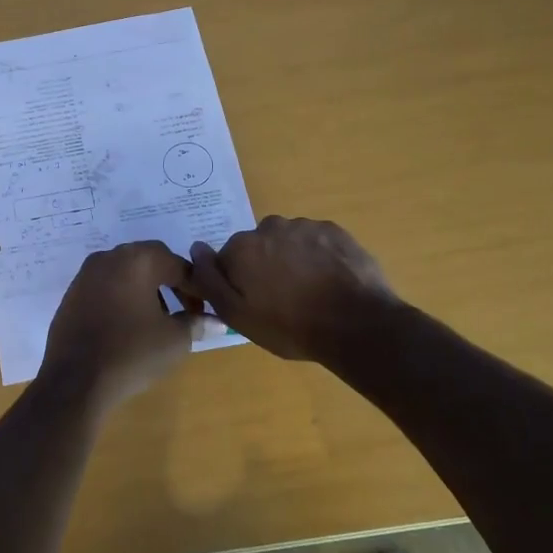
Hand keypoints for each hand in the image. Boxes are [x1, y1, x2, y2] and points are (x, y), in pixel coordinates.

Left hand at [38, 241, 224, 408]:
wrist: (74, 380)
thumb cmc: (131, 353)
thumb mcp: (174, 340)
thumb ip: (196, 323)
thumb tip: (216, 321)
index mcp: (137, 260)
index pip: (178, 265)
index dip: (197, 288)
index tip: (206, 311)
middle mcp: (109, 257)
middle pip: (150, 261)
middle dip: (172, 281)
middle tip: (186, 309)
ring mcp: (86, 273)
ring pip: (126, 271)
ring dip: (147, 288)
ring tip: (159, 318)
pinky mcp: (72, 292)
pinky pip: (106, 285)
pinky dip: (123, 296)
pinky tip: (129, 324)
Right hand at [187, 216, 399, 363]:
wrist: (357, 325)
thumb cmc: (289, 326)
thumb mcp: (237, 315)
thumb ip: (209, 280)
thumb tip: (195, 248)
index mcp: (241, 248)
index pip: (227, 260)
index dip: (238, 282)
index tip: (254, 303)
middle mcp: (269, 227)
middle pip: (257, 246)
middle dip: (264, 266)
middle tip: (282, 299)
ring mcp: (305, 226)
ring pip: (287, 242)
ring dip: (291, 260)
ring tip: (309, 291)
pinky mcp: (335, 231)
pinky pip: (316, 241)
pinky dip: (318, 256)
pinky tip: (328, 281)